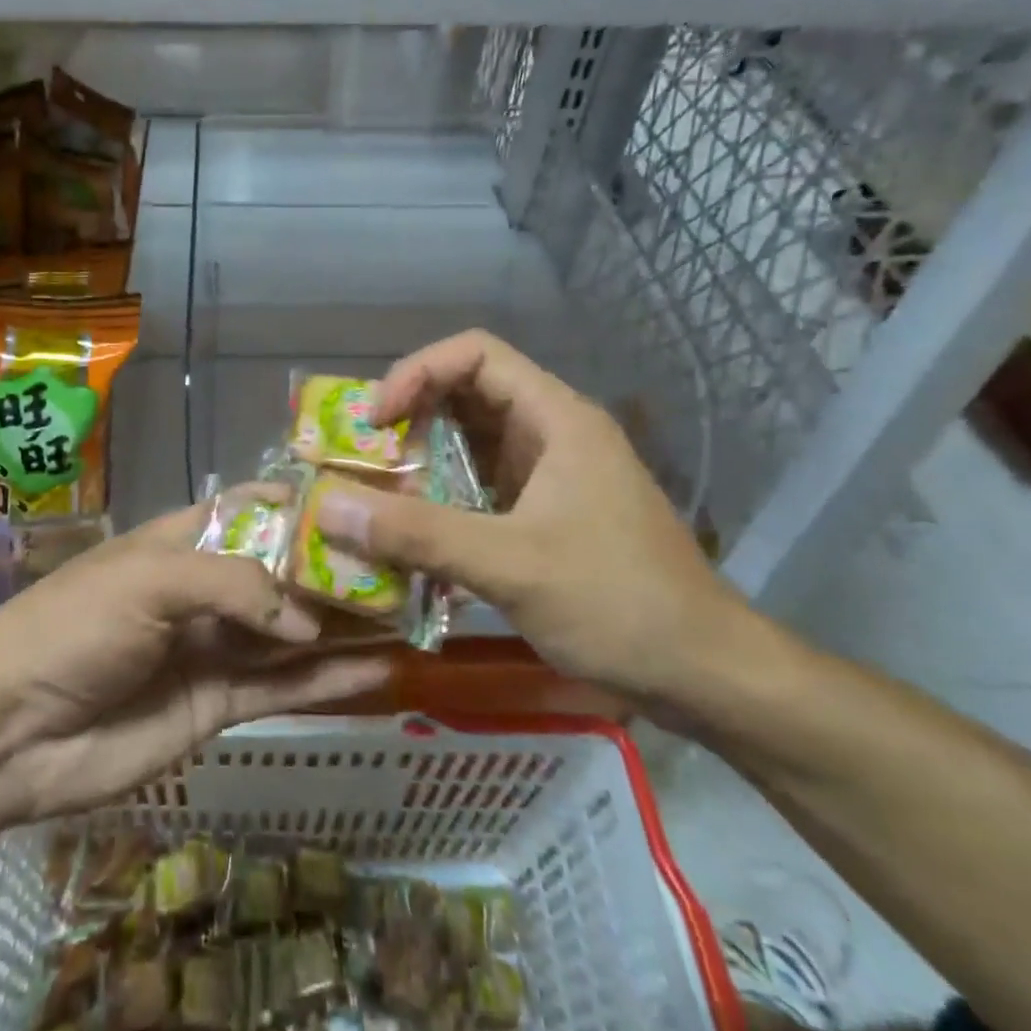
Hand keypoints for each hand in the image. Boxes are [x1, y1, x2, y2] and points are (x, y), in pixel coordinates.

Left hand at [0, 501, 389, 840]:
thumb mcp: (149, 580)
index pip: (250, 510)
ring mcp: (213, 649)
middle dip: (336, 570)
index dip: (299, 504)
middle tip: (406, 566)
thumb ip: (234, 586)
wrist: (10, 732)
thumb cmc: (75, 627)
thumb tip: (306, 619)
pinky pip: (283, 688)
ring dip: (345, 627)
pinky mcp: (218, 706)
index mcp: (180, 543)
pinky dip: (330, 681)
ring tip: (409, 616)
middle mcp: (204, 591)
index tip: (361, 500)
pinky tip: (381, 671)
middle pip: (281, 574)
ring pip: (292, 634)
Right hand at [311, 330, 748, 704]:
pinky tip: (409, 533)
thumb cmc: (618, 603)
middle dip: (408, 418)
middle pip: (466, 395)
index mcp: (555, 418)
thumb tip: (325, 505)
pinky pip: (478, 488)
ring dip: (419, 462)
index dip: (416, 372)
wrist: (705, 676)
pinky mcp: (544, 516)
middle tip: (360, 458)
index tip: (375, 420)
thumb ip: (417, 534)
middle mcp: (550, 434)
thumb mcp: (511, 565)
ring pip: (469, 445)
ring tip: (371, 494)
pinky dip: (438, 500)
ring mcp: (549, 477)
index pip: (475, 354)